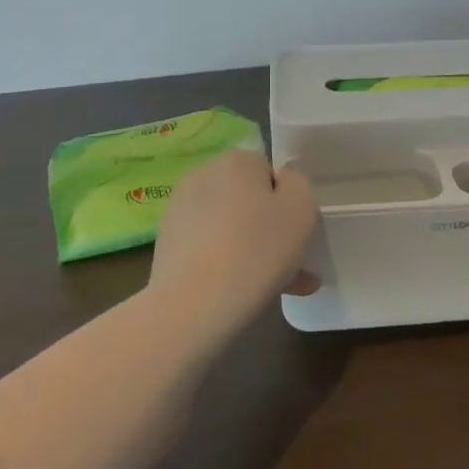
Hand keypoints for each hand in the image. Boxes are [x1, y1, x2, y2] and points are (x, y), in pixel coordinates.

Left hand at [147, 149, 318, 336]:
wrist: (193, 306)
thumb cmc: (256, 251)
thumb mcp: (301, 209)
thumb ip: (298, 185)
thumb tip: (281, 185)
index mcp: (236, 161)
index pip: (269, 172)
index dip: (285, 202)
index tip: (293, 233)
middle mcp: (203, 175)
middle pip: (248, 199)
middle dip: (269, 228)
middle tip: (289, 264)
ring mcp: (180, 209)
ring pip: (229, 226)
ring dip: (250, 248)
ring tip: (273, 286)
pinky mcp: (167, 242)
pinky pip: (209, 246)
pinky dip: (226, 262)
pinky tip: (242, 292)